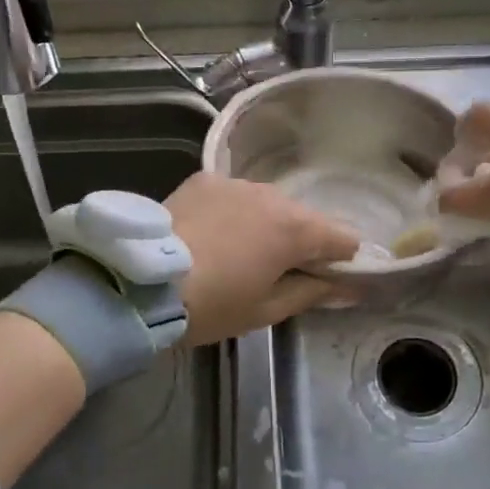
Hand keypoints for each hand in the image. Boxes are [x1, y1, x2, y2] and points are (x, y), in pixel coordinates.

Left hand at [165, 173, 359, 344]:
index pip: (344, 238)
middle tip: (273, 273)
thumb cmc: (212, 304)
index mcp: (296, 229)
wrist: (141, 282)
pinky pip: (234, 195)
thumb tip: (348, 287)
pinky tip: (211, 234)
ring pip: (268, 204)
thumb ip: (313, 292)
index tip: (322, 281)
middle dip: (299, 243)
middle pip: (305, 218)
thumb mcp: (266, 310)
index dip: (341, 261)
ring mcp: (236, 182)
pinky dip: (233, 212)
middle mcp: (273, 195)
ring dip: (265, 224)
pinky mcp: (205, 179)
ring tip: (236, 253)